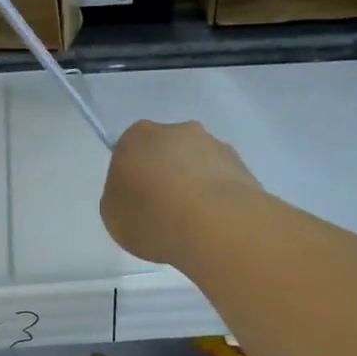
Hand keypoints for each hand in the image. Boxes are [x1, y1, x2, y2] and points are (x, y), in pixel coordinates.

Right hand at [101, 119, 263, 266]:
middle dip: (166, 175)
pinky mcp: (243, 165)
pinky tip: (216, 224)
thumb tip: (135, 195)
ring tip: (195, 224)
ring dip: (195, 185)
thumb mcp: (114, 216)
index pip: (129, 152)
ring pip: (198, 164)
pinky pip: (223, 181)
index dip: (132, 179)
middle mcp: (177, 131)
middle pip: (166, 152)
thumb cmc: (151, 216)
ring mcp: (214, 145)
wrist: (214, 224)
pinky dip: (218, 198)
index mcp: (137, 136)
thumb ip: (120, 198)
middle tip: (165, 212)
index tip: (136, 204)